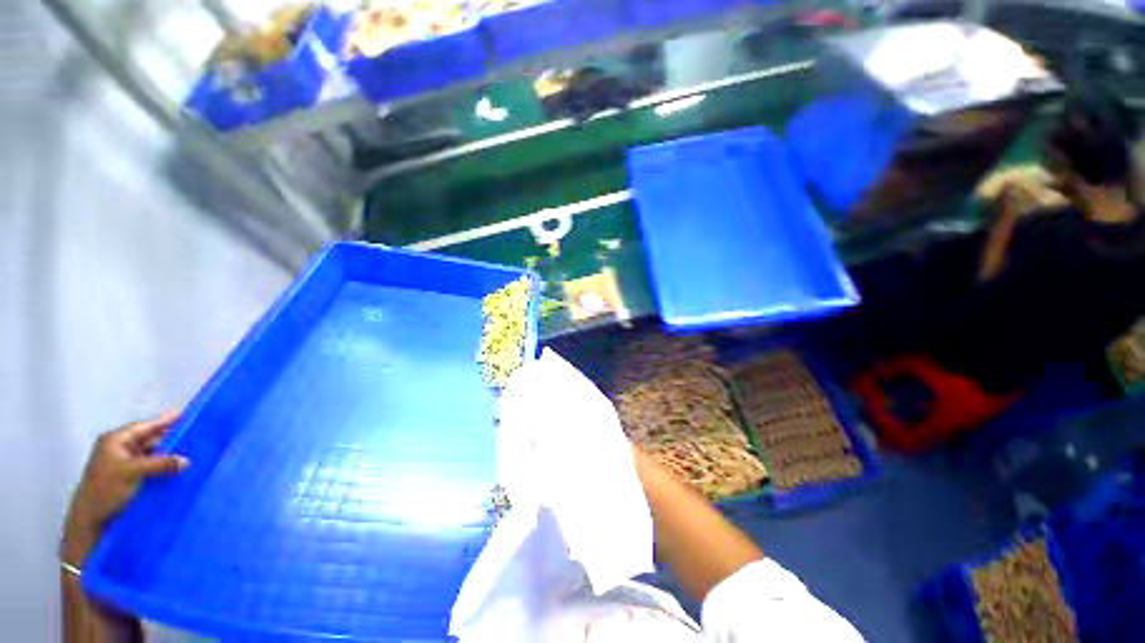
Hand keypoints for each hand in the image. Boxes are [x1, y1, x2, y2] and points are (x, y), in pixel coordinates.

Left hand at [62, 413, 188, 565]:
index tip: (185, 416)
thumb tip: (186, 460)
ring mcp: (121, 462)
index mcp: (115, 440)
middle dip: (168, 439)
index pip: (144, 426)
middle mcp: (117, 447)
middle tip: (191, 436)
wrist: (90, 519)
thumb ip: (160, 464)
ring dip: (165, 454)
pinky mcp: (126, 476)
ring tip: (187, 453)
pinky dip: (160, 465)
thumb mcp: (133, 473)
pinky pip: (147, 465)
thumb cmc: (106, 489)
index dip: (164, 422)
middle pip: (147, 439)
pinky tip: (173, 469)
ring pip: (149, 453)